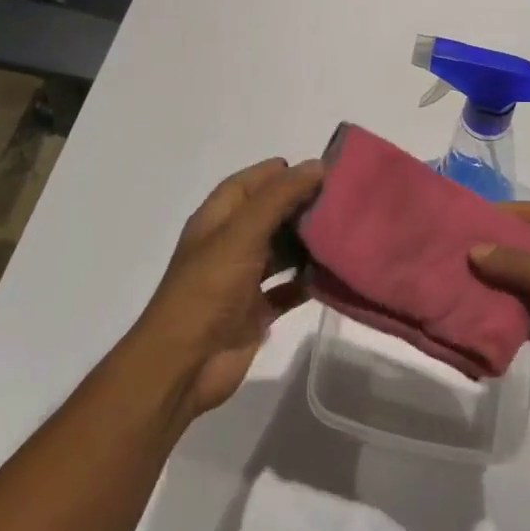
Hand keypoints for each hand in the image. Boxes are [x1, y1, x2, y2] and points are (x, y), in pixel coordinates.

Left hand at [131, 158, 322, 420]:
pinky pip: (287, 289)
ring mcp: (241, 280)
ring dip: (306, 243)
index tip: (319, 169)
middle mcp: (228, 246)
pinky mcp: (255, 312)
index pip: (247, 184)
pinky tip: (333, 274)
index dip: (278, 174)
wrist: (185, 364)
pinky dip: (306, 281)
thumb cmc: (209, 288)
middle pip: (267, 216)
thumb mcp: (242, 233)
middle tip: (341, 198)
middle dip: (299, 206)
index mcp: (216, 221)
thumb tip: (316, 166)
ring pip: (279, 252)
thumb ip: (279, 198)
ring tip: (344, 230)